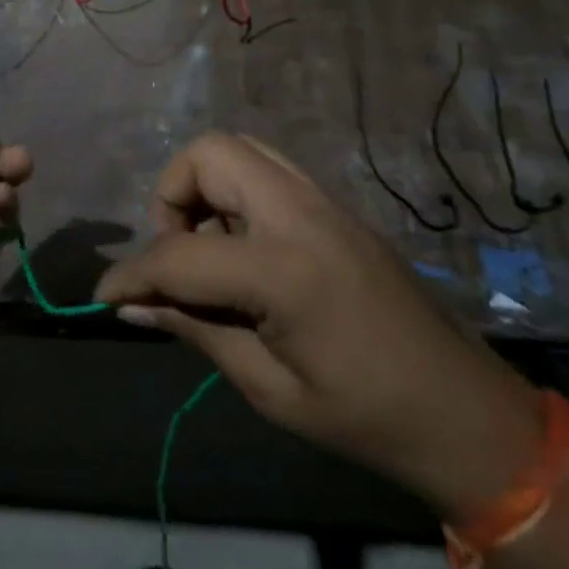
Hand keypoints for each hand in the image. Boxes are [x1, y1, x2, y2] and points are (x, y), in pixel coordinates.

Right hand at [94, 132, 540, 521]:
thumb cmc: (365, 417)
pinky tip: (243, 252)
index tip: (104, 296)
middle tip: (175, 254)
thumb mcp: (268, 386)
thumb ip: (196, 329)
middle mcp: (302, 212)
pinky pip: (268, 173)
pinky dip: (236, 195)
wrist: (464, 413)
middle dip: (171, 195)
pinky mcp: (336, 209)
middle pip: (209, 153)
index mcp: (284, 267)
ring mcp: (325, 203)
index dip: (130, 273)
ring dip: (205, 188)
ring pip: (241, 150)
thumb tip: (130, 307)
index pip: (179, 252)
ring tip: (207, 251)